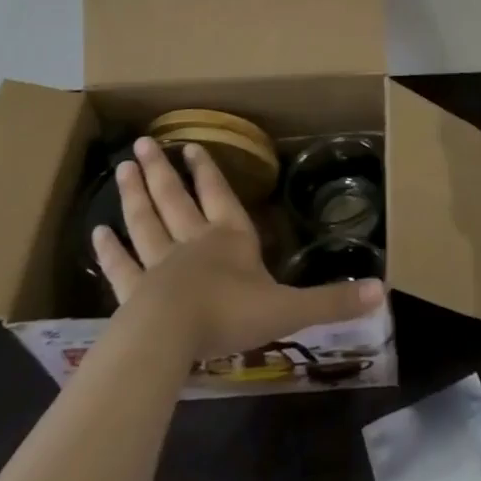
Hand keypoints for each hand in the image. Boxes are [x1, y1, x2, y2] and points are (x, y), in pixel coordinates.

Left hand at [92, 136, 383, 358]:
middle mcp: (192, 243)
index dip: (208, 172)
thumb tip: (384, 291)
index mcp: (230, 239)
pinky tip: (96, 234)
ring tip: (124, 168)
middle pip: (174, 199)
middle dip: (162, 171)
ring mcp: (158, 266)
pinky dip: (109, 250)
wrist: (171, 338)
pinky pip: (120, 267)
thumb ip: (332, 300)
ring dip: (135, 195)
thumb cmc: (231, 314)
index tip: (192, 146)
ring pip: (145, 222)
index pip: (219, 196)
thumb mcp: (290, 308)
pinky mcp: (132, 293)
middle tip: (144, 142)